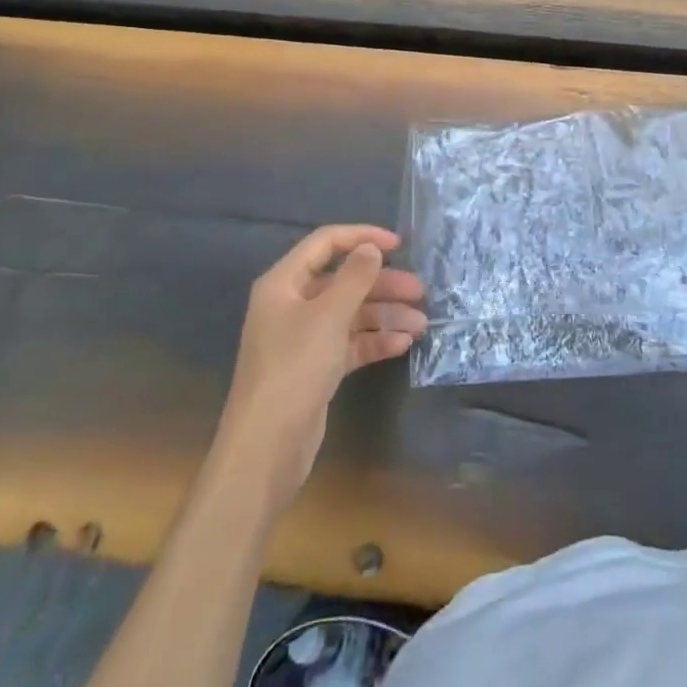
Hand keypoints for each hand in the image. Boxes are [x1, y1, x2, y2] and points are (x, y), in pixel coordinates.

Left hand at [215, 224, 426, 507]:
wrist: (266, 449)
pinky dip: (374, 341)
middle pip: (343, 281)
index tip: (398, 245)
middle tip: (420, 292)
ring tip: (421, 324)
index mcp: (284, 283)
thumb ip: (355, 277)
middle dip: (383, 285)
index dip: (361, 237)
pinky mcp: (316, 368)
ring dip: (385, 315)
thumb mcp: (329, 316)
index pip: (325, 243)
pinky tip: (402, 344)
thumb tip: (371, 249)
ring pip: (351, 314)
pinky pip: (350, 343)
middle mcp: (292, 305)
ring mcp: (303, 339)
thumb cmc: (294, 368)